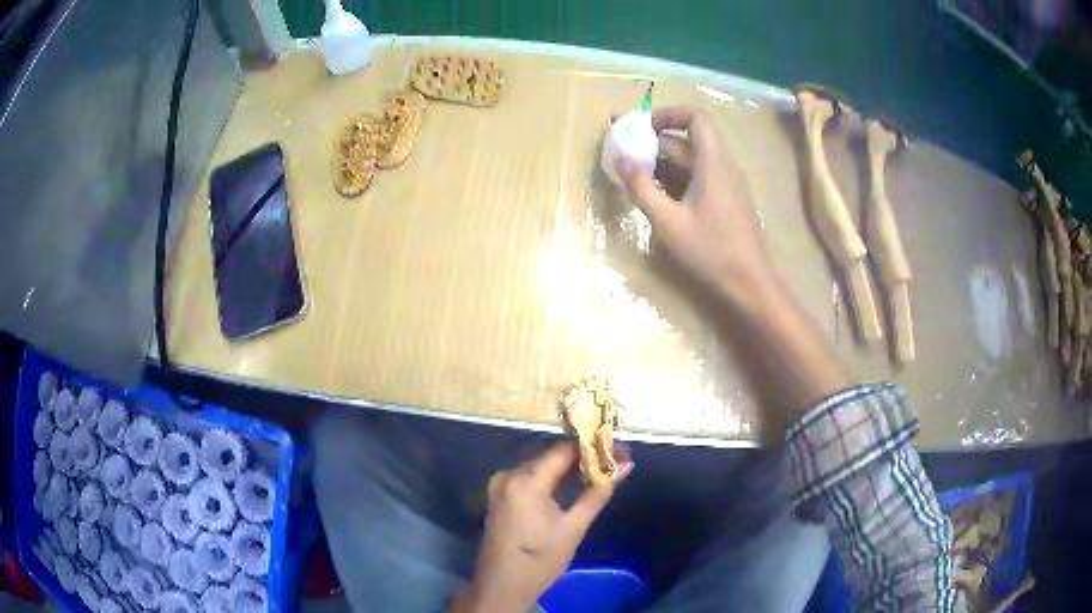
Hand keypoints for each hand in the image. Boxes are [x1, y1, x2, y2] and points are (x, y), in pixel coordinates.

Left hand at [450, 442, 632, 612]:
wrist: (503, 585)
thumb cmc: (541, 559)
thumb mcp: (574, 527)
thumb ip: (598, 492)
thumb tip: (625, 465)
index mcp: (525, 481)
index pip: (563, 450)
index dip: (593, 446)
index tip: (619, 451)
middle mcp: (508, 475)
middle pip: (551, 456)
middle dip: (583, 457)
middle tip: (615, 462)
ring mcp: (500, 485)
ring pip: (541, 466)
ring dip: (568, 468)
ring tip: (600, 471)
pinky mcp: (499, 495)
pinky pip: (530, 478)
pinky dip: (552, 479)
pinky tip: (572, 483)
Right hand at [617, 107, 773, 305]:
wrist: (749, 283)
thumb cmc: (710, 251)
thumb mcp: (668, 221)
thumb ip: (641, 187)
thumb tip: (620, 159)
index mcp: (714, 163)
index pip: (696, 118)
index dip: (669, 115)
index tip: (642, 127)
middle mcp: (724, 166)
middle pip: (690, 140)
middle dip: (656, 142)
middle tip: (626, 152)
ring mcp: (728, 185)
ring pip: (694, 161)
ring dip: (664, 162)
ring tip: (634, 174)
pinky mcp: (727, 201)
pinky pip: (700, 177)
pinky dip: (677, 178)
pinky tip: (657, 196)